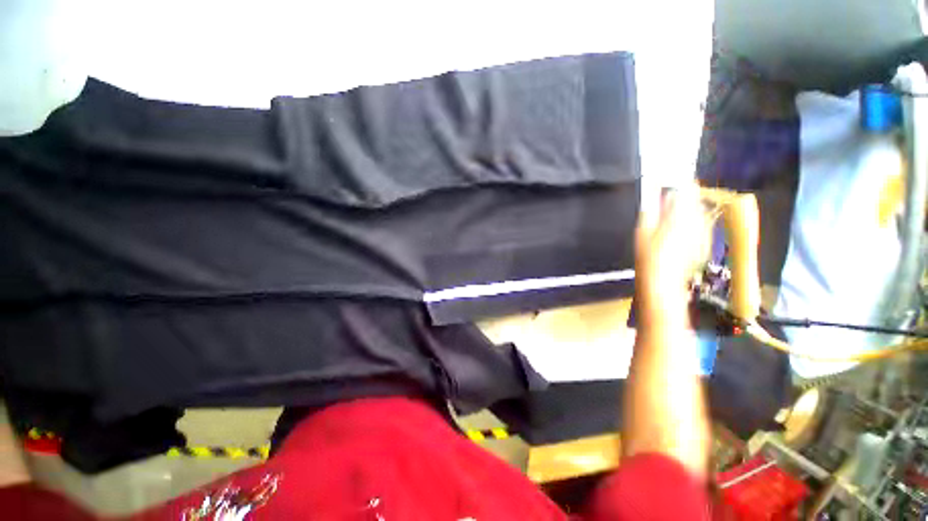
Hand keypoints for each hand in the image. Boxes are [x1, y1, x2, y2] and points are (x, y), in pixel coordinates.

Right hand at [635, 189, 709, 324]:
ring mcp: (703, 233)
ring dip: (688, 212)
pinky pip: (701, 227)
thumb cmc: (647, 256)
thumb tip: (656, 191)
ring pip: (699, 214)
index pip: (688, 190)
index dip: (681, 185)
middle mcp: (697, 222)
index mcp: (680, 216)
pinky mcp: (705, 243)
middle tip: (667, 206)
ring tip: (671, 221)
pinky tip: (679, 235)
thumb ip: (652, 208)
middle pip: (695, 201)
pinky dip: (692, 225)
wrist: (663, 281)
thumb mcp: (643, 230)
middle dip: (684, 200)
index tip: (671, 185)